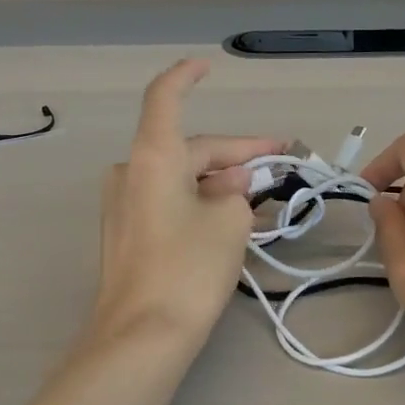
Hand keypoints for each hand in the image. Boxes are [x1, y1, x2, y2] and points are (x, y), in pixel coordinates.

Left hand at [90, 60, 280, 350]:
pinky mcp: (125, 234)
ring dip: (219, 183)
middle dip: (234, 156)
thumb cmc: (187, 269)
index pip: (165, 98)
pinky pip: (168, 203)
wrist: (141, 337)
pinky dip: (198, 203)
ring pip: (180, 179)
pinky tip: (230, 220)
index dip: (186, 77)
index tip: (208, 67)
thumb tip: (231, 182)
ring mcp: (123, 205)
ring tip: (262, 198)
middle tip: (280, 162)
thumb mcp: (229, 222)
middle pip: (188, 149)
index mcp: (152, 157)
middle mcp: (131, 172)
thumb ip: (236, 190)